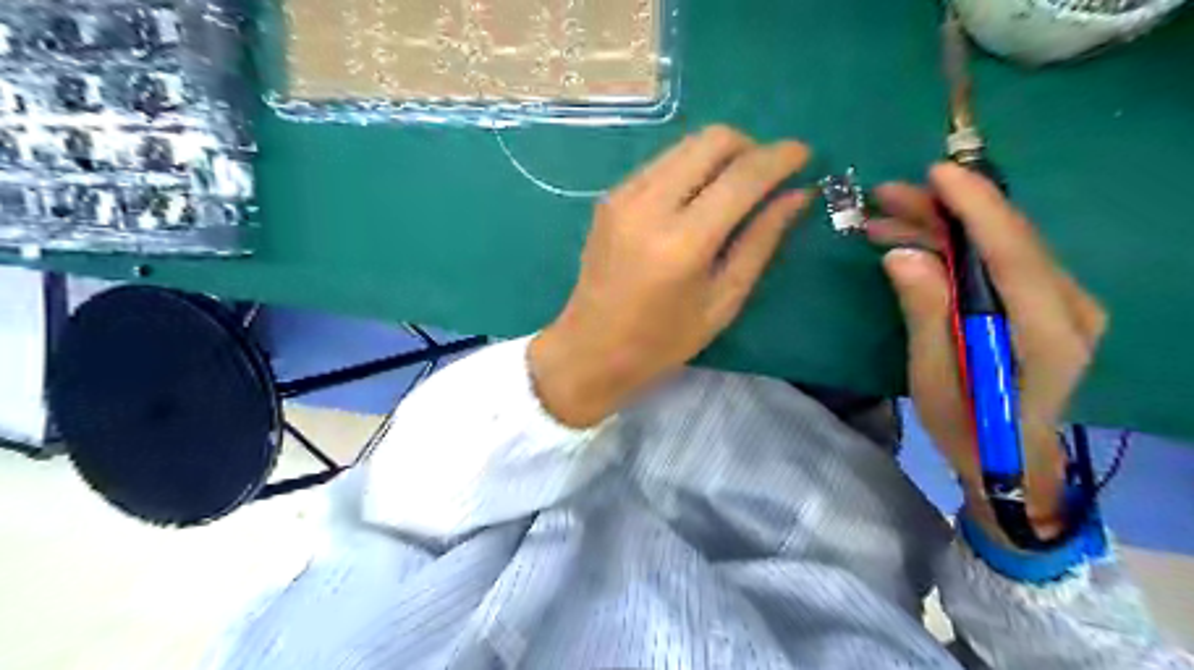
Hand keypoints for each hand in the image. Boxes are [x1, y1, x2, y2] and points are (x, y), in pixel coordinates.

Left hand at [530, 125, 810, 422]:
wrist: (590, 347)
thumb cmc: (662, 340)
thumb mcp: (722, 301)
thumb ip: (760, 242)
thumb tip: (797, 195)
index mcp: (682, 242)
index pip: (742, 176)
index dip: (780, 157)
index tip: (804, 155)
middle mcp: (649, 205)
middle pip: (712, 140)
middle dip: (750, 147)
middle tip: (767, 176)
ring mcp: (623, 195)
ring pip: (686, 143)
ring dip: (720, 155)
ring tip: (734, 188)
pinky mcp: (610, 196)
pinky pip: (662, 161)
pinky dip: (691, 167)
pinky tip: (696, 199)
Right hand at [870, 163, 1110, 543]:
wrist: (1010, 457)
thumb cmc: (967, 427)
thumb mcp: (933, 377)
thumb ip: (925, 314)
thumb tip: (900, 256)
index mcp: (1047, 333)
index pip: (1013, 254)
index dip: (976, 208)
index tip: (936, 174)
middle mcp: (1069, 308)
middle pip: (1008, 240)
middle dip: (946, 211)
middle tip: (886, 196)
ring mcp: (1064, 303)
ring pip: (1002, 244)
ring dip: (944, 226)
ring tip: (885, 218)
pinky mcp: (1047, 303)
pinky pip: (1000, 259)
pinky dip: (956, 244)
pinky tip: (913, 242)